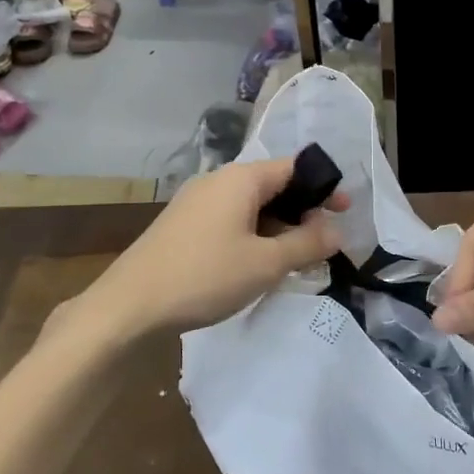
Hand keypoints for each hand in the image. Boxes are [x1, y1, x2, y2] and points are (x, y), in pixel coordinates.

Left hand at [75, 158, 349, 337]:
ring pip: (252, 206)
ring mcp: (197, 203)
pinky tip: (258, 265)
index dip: (323, 187)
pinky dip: (254, 235)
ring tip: (296, 259)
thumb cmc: (205, 276)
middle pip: (273, 185)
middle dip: (302, 211)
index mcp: (241, 178)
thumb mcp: (266, 263)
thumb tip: (336, 230)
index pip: (294, 168)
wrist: (129, 306)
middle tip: (324, 242)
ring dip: (279, 227)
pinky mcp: (184, 226)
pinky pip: (231, 220)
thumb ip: (306, 243)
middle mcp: (218, 181)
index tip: (344, 213)